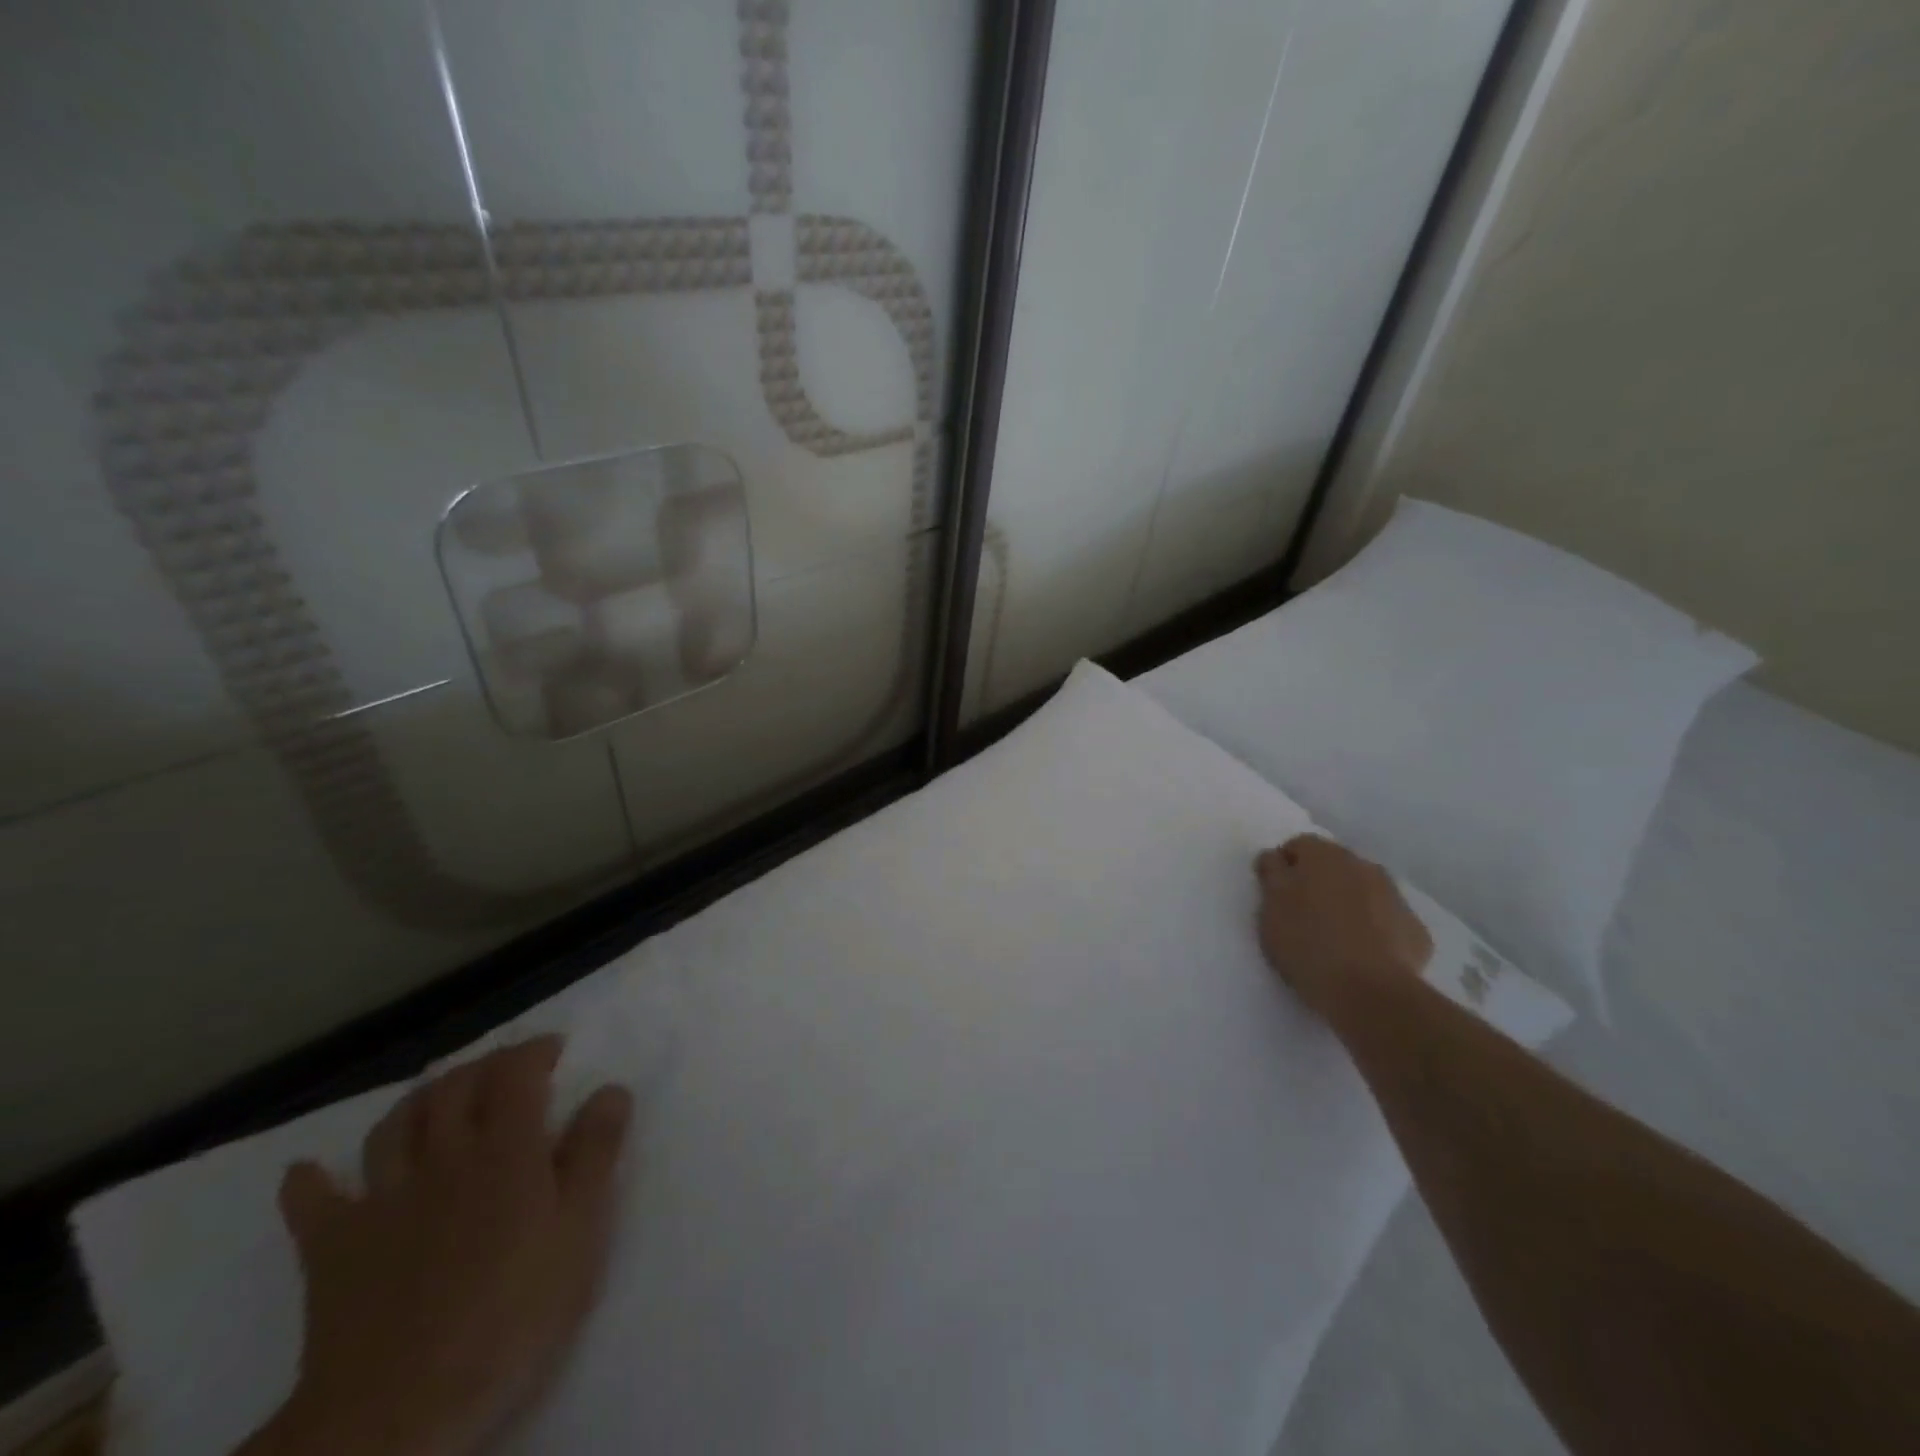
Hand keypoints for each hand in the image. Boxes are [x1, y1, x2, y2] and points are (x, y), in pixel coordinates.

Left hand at [250, 1037, 632, 1455]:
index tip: (555, 1048)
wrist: (399, 1413)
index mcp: (506, 1151)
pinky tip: (309, 1170)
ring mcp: (383, 1200)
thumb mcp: (581, 1233)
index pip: (516, 1074)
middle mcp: (444, 1157)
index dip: (534, 1051)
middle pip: (455, 1087)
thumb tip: (611, 1089)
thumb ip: (596, 1154)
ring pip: (396, 1125)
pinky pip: (313, 1202)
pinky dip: (310, 1179)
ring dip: (420, 1099)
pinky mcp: (333, 1249)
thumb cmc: (511, 1316)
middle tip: (507, 1068)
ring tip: (441, 1097)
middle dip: (483, 1065)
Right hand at [1254, 835, 1432, 1023]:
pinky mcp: (1415, 930)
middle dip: (1318, 882)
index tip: (1275, 894)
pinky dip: (1374, 930)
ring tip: (1334, 937)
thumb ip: (1271, 875)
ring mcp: (1394, 897)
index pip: (1297, 846)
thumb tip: (1275, 858)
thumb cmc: (1308, 943)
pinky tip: (1363, 955)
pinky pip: (1386, 921)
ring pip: (1363, 891)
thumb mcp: (1270, 908)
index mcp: (1323, 855)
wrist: (1370, 992)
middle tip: (1302, 915)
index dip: (1283, 867)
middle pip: (1333, 865)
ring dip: (1348, 903)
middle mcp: (1363, 865)